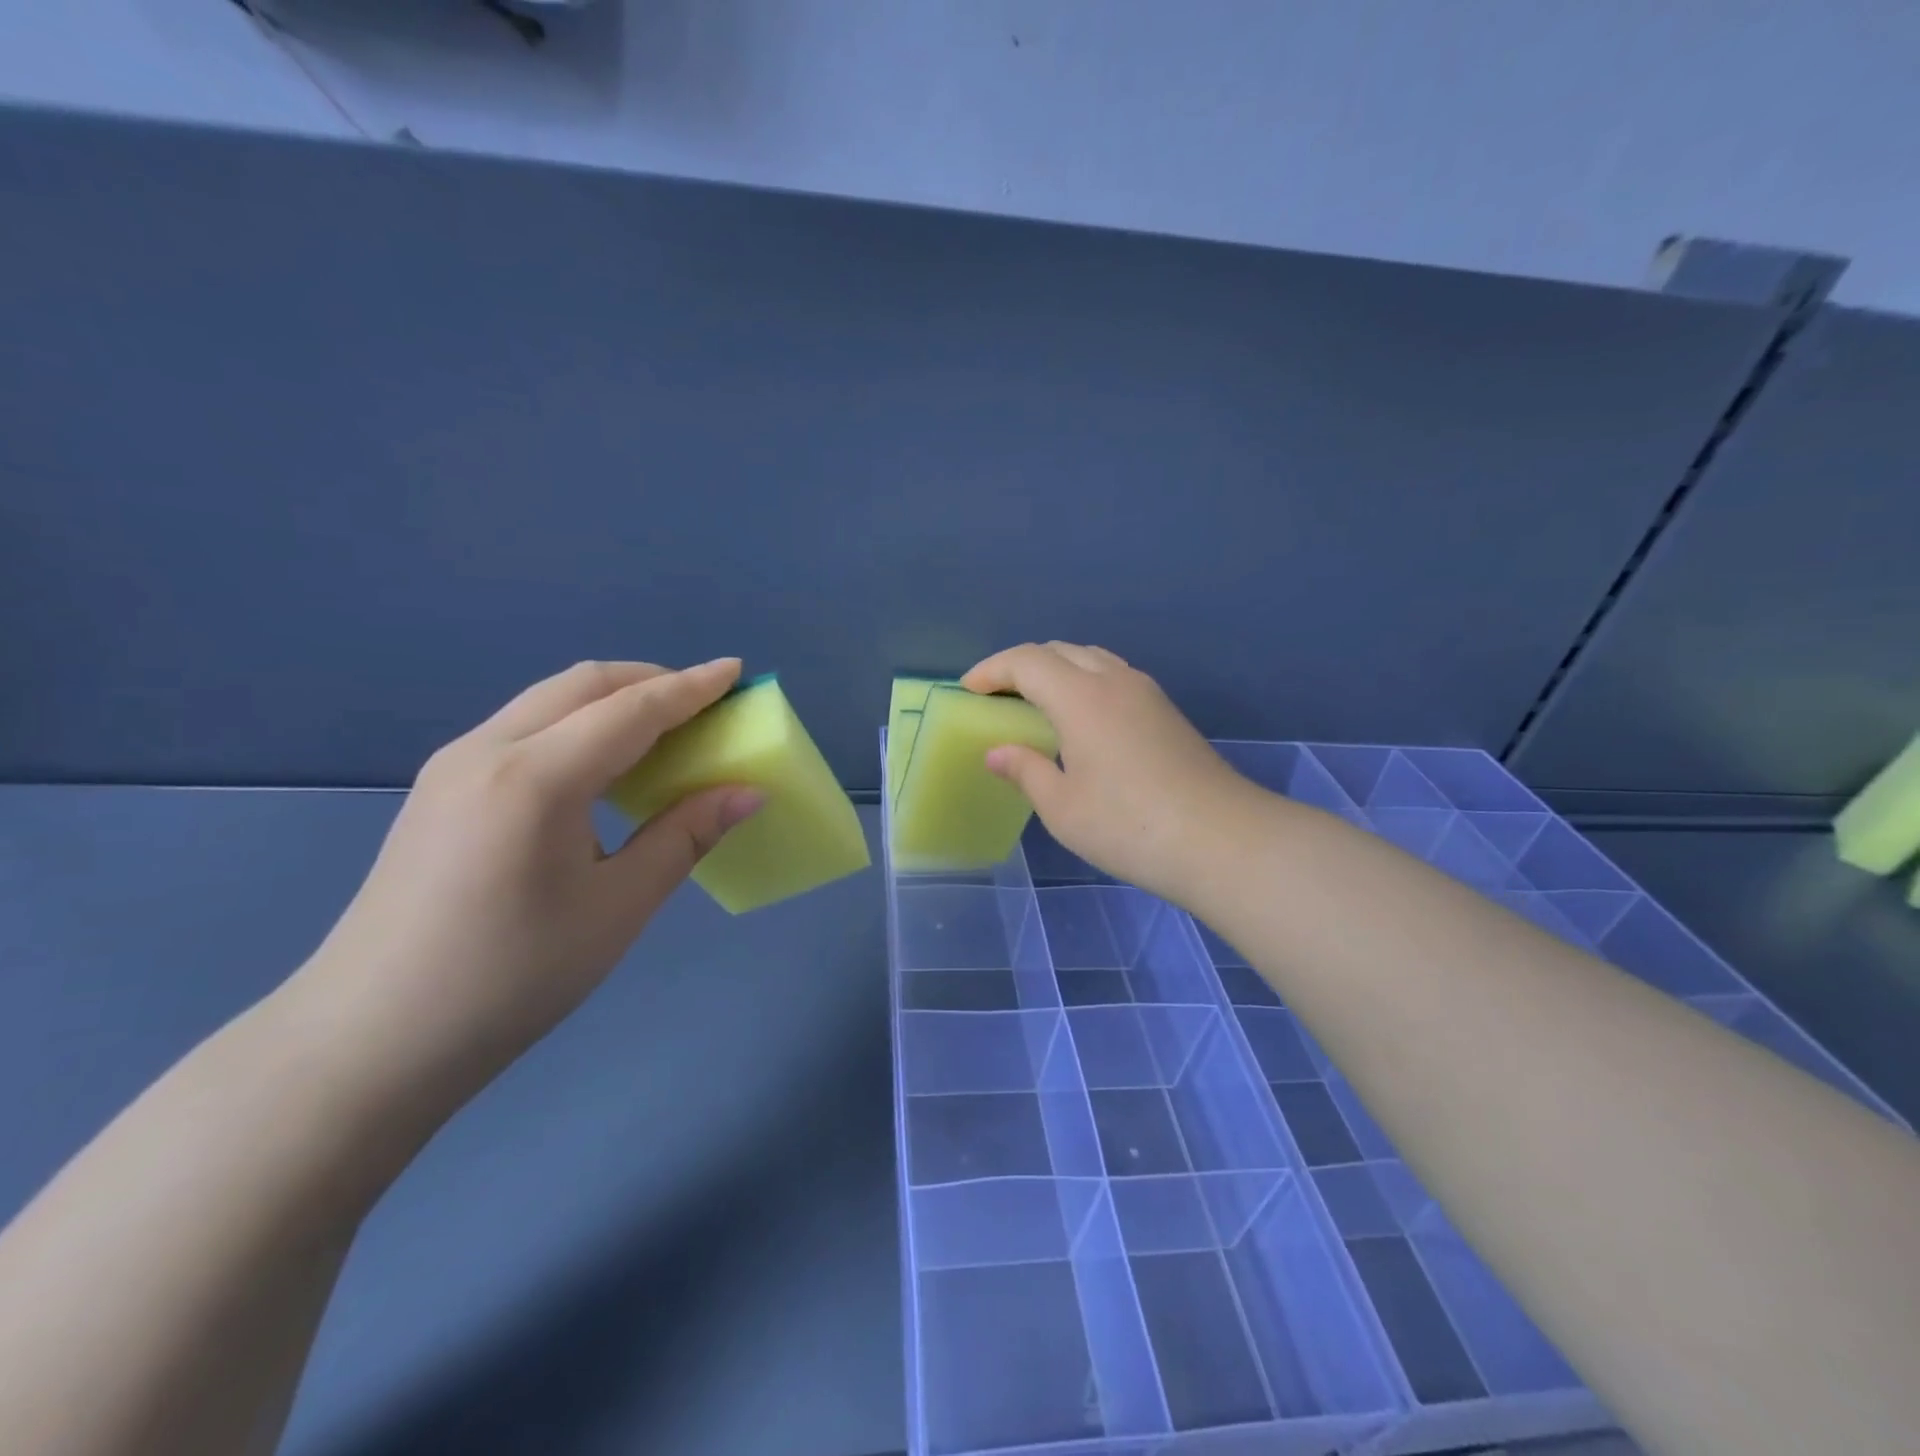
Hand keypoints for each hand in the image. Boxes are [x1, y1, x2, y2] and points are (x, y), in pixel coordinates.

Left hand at [292, 658, 762, 1097]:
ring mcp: (454, 765)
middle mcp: (487, 750)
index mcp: (535, 778)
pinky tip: (601, 766)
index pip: (631, 710)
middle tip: (705, 705)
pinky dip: (578, 724)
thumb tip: (749, 793)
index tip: (736, 670)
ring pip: (549, 701)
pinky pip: (525, 727)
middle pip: (584, 685)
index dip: (691, 688)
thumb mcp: (618, 907)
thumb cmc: (512, 977)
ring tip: (663, 731)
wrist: (370, 1039)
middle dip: (651, 681)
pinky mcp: (440, 787)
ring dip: (613, 700)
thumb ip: (685, 836)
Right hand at [961, 643, 1259, 905]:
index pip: (1026, 662)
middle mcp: (1113, 680)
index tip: (967, 690)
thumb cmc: (1129, 826)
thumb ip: (1026, 771)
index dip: (992, 670)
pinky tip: (1080, 718)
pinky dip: (1084, 681)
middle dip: (1020, 665)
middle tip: (996, 696)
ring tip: (1035, 701)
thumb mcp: (1063, 807)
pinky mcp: (1166, 710)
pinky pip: (1113, 675)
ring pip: (1090, 658)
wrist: (1221, 839)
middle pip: (1058, 650)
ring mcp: (1146, 692)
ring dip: (1055, 668)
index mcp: (1081, 697)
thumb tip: (997, 752)